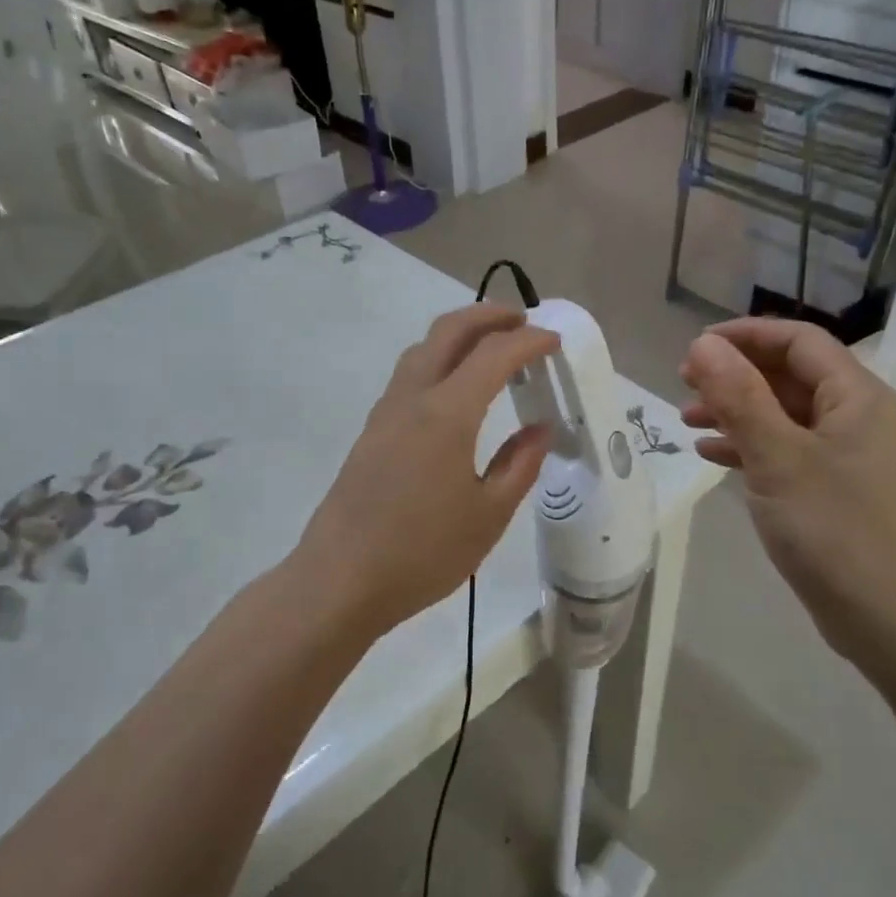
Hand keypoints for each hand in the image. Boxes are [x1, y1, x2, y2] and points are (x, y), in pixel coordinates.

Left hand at [295, 304, 556, 638]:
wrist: (341, 580)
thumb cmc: (422, 553)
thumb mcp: (488, 515)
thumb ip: (519, 464)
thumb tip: (541, 429)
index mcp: (446, 414)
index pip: (493, 355)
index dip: (528, 341)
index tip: (554, 341)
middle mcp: (412, 399)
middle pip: (448, 331)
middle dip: (488, 316)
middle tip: (522, 321)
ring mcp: (385, 413)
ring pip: (422, 349)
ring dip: (459, 334)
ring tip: (492, 348)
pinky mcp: (371, 431)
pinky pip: (409, 375)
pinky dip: (439, 360)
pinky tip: (455, 389)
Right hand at [680, 319, 895, 658]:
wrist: (890, 619)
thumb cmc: (834, 529)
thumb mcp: (778, 457)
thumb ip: (740, 396)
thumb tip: (704, 346)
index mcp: (857, 396)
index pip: (799, 341)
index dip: (745, 335)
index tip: (695, 347)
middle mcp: (859, 417)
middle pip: (790, 375)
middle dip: (735, 375)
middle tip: (684, 384)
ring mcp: (850, 456)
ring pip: (785, 414)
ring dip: (737, 411)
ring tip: (687, 421)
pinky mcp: (837, 489)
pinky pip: (789, 450)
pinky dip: (751, 447)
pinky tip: (713, 457)